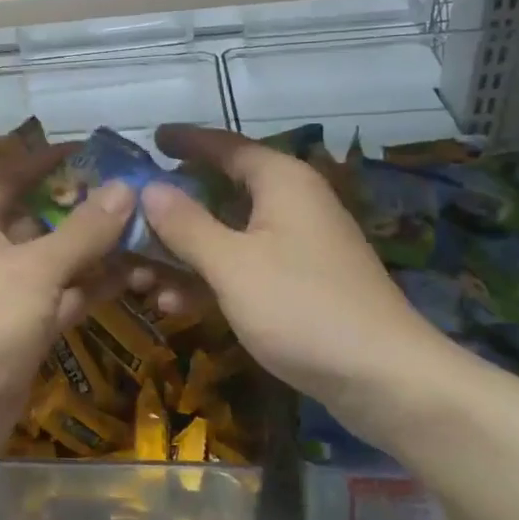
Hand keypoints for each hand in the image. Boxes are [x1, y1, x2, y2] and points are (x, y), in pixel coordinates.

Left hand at [0, 145, 133, 432]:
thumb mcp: (38, 267)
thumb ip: (83, 229)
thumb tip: (124, 187)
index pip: (11, 172)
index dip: (46, 158)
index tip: (91, 151)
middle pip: (39, 214)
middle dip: (83, 206)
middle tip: (134, 193)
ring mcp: (7, 289)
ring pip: (56, 257)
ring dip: (96, 248)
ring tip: (147, 231)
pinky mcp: (24, 326)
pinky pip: (63, 294)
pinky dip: (93, 285)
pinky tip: (136, 276)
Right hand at [139, 124, 464, 445]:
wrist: (386, 380)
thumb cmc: (302, 306)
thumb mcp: (231, 264)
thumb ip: (186, 223)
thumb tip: (149, 188)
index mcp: (280, 182)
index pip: (224, 145)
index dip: (186, 141)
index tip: (151, 139)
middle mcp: (291, 203)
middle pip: (221, 191)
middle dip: (174, 207)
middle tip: (131, 214)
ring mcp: (297, 245)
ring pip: (228, 234)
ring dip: (184, 252)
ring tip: (140, 273)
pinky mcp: (300, 283)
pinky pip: (243, 266)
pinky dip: (210, 278)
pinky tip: (175, 305)